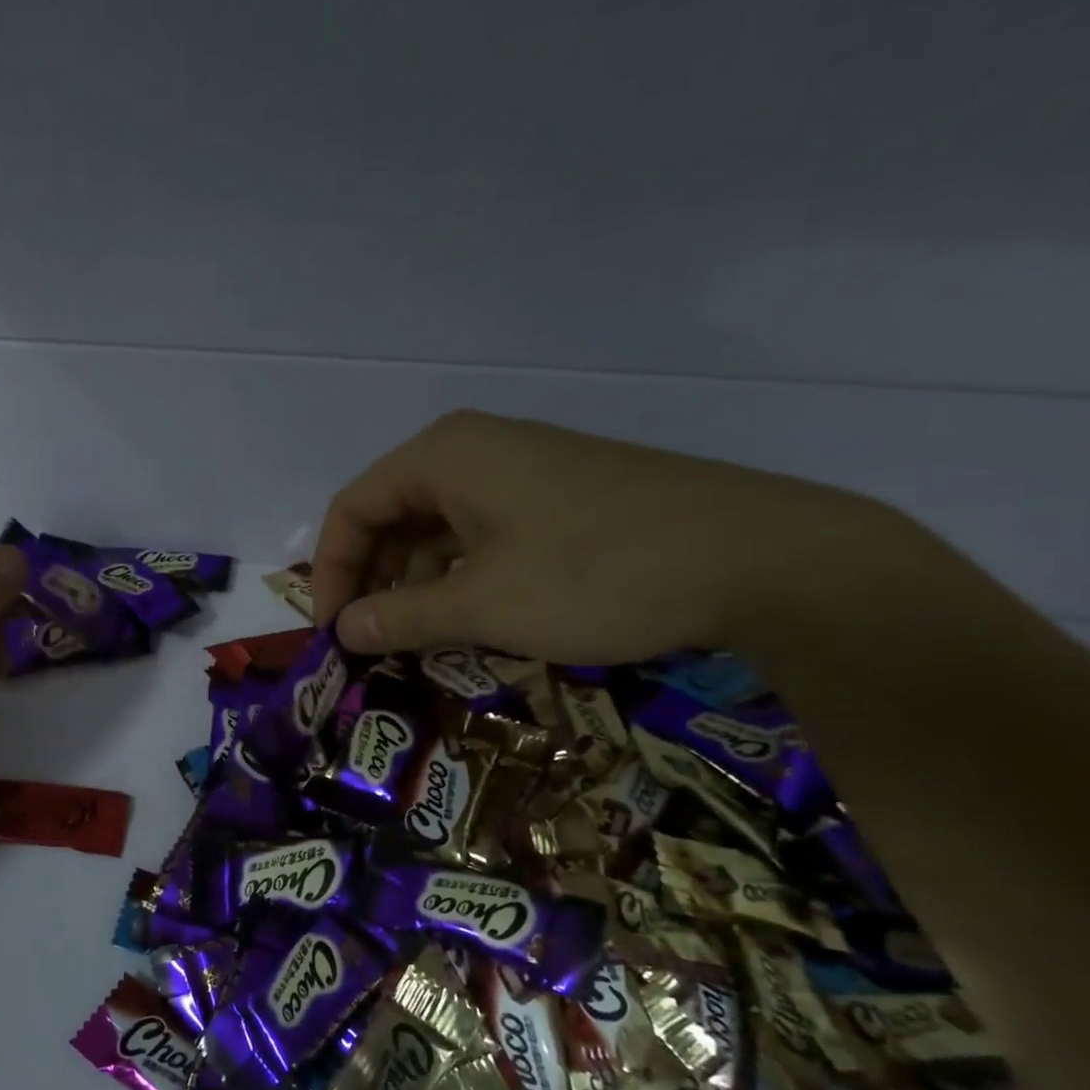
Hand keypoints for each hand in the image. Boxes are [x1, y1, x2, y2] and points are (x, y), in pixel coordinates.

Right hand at [311, 410, 908, 662]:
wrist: (760, 559)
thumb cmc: (595, 574)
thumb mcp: (482, 604)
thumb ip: (400, 616)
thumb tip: (343, 630)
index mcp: (444, 456)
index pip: (353, 508)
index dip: (329, 571)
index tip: (332, 630)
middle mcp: (478, 450)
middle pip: (393, 514)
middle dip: (373, 579)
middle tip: (371, 639)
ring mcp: (527, 470)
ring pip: (440, 527)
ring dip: (418, 584)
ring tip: (418, 639)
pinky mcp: (564, 497)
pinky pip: (485, 533)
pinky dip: (463, 577)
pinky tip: (473, 618)